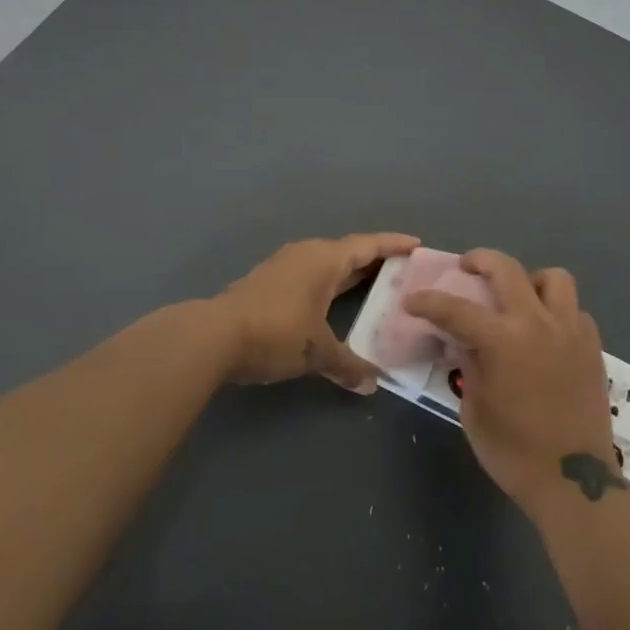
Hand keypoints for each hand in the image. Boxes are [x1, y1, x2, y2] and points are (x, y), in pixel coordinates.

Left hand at [212, 234, 418, 391]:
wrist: (212, 337)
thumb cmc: (275, 333)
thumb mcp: (317, 352)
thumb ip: (348, 366)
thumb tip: (373, 384)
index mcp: (325, 259)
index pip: (368, 245)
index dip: (394, 244)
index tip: (417, 245)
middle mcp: (306, 254)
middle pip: (349, 251)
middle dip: (375, 259)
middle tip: (402, 270)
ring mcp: (284, 266)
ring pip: (327, 263)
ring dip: (350, 272)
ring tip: (372, 285)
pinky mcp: (268, 282)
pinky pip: (310, 274)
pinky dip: (329, 283)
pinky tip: (332, 302)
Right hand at [404, 249, 618, 517]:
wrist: (574, 480)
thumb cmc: (514, 452)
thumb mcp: (474, 409)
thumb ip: (468, 365)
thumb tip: (463, 341)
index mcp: (503, 341)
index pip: (456, 308)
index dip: (428, 302)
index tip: (412, 301)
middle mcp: (538, 323)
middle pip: (507, 269)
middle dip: (480, 260)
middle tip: (467, 268)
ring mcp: (570, 330)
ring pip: (554, 278)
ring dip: (530, 280)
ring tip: (518, 298)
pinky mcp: (592, 345)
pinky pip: (574, 310)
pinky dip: (556, 310)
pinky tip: (545, 331)